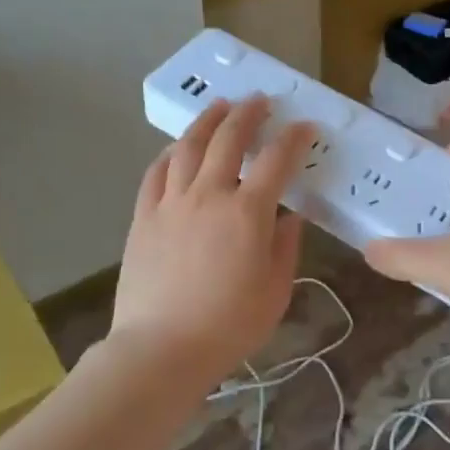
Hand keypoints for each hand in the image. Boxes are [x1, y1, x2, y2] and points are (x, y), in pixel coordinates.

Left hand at [108, 98, 311, 381]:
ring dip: (208, 121)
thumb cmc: (228, 326)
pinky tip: (178, 148)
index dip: (294, 139)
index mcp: (248, 212)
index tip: (305, 127)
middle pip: (229, 139)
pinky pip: (157, 172)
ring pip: (189, 147)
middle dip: (248, 114)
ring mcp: (171, 202)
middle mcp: (209, 195)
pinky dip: (171, 153)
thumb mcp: (275, 292)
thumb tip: (290, 218)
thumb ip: (285, 248)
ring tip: (220, 106)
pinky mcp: (144, 216)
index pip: (276, 161)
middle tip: (260, 100)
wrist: (161, 349)